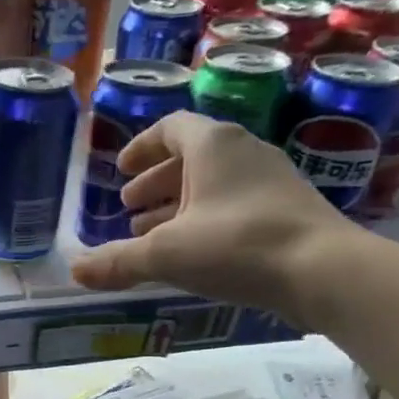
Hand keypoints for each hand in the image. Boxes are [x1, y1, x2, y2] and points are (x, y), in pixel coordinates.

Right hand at [67, 112, 360, 320]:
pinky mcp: (287, 209)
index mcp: (212, 144)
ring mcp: (271, 179)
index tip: (120, 171)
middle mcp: (243, 150)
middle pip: (190, 157)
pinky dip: (205, 219)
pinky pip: (234, 204)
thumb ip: (118, 262)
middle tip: (129, 209)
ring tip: (153, 235)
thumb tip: (75, 271)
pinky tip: (195, 252)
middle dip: (155, 182)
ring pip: (213, 184)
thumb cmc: (237, 246)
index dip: (140, 148)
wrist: (323, 270)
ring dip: (178, 204)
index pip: (170, 128)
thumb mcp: (166, 254)